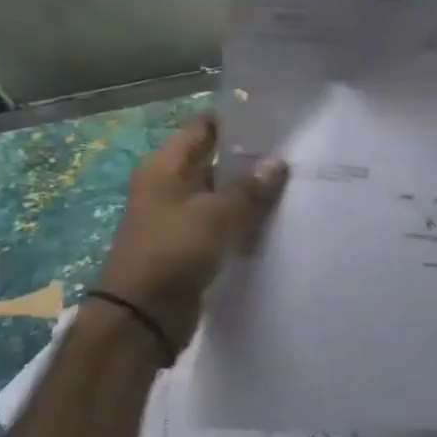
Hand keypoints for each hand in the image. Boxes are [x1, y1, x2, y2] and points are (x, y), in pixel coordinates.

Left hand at [95, 116, 287, 346]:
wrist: (143, 315)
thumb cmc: (175, 251)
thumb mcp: (218, 214)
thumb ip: (250, 188)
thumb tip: (277, 162)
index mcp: (166, 168)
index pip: (203, 128)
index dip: (236, 121)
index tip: (273, 120)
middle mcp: (169, 186)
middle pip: (214, 160)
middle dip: (250, 158)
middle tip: (293, 153)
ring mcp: (178, 216)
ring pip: (221, 193)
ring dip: (249, 192)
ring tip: (292, 184)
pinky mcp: (189, 244)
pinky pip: (222, 222)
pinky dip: (243, 219)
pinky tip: (274, 219)